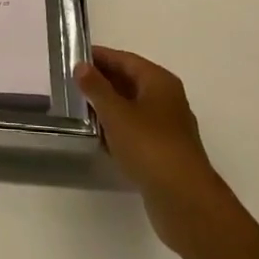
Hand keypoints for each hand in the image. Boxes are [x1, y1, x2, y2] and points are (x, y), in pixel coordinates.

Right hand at [76, 46, 230, 254]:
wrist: (185, 202)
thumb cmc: (150, 146)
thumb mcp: (116, 113)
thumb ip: (96, 88)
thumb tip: (82, 66)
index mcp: (159, 81)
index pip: (125, 59)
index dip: (100, 57)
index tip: (74, 57)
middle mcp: (167, 100)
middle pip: (130, 82)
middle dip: (102, 82)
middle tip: (73, 83)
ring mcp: (168, 129)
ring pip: (133, 109)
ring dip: (109, 108)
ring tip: (80, 110)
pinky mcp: (166, 154)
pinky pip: (137, 133)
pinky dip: (119, 131)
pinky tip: (100, 139)